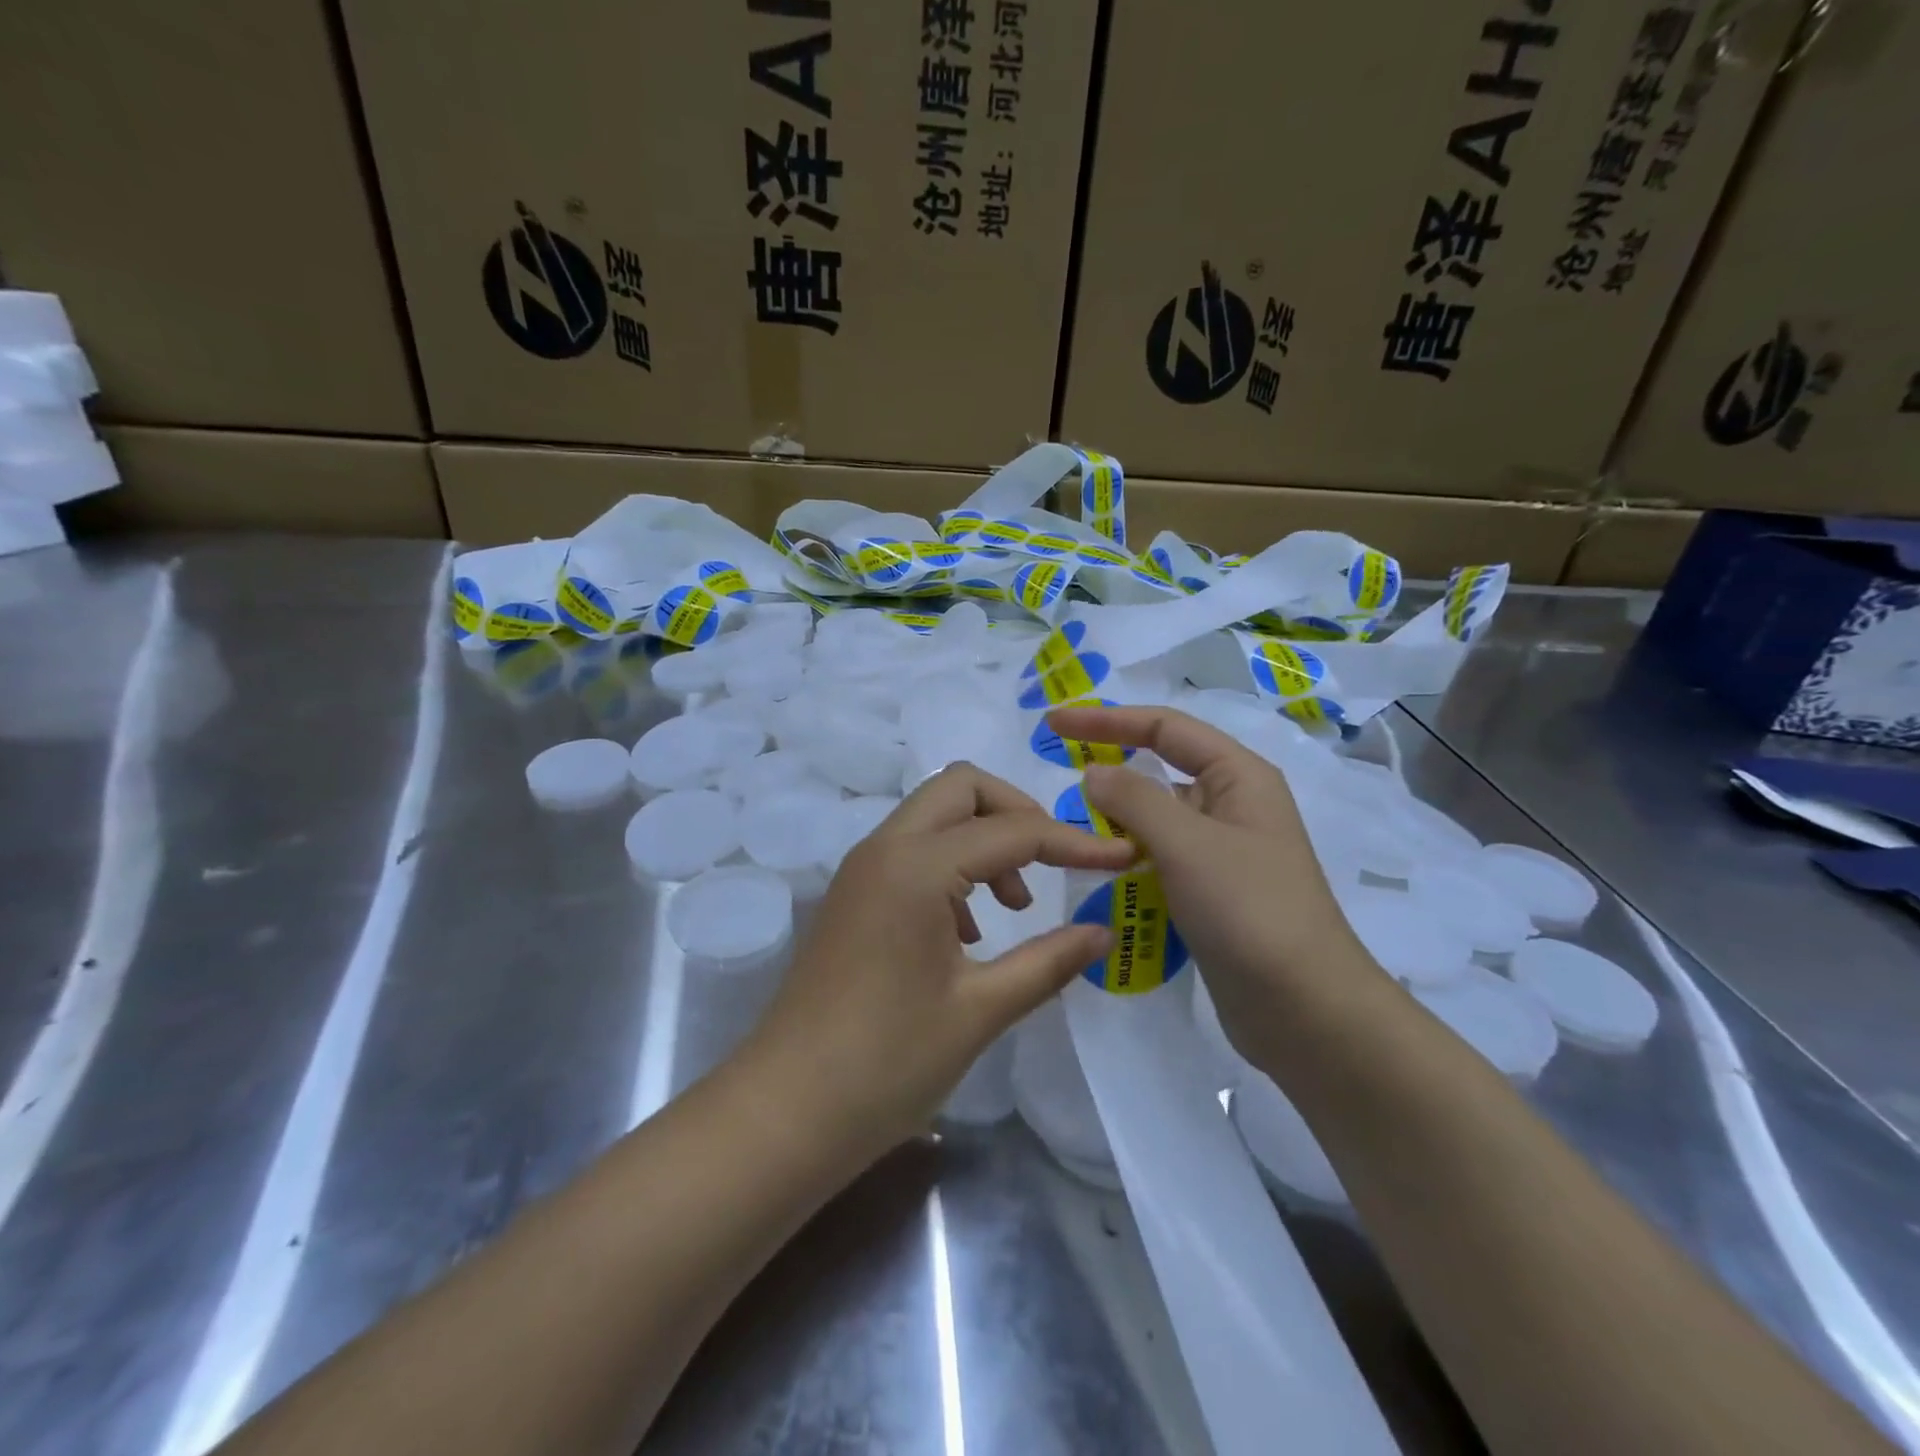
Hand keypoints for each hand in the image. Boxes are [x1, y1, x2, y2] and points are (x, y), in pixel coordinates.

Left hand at [742, 763, 1133, 1158]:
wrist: (786, 1111)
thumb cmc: (887, 1063)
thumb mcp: (980, 1010)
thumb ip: (1048, 961)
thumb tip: (1103, 931)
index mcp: (916, 867)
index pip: (1011, 831)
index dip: (1074, 843)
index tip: (1121, 858)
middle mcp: (883, 849)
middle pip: (961, 789)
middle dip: (1017, 812)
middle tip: (1054, 862)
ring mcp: (861, 870)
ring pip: (933, 815)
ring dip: (982, 838)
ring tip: (1013, 906)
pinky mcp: (852, 895)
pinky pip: (911, 850)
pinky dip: (951, 864)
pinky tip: (968, 929)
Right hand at [1045, 704, 1385, 1063]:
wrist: (1305, 1010)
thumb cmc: (1249, 910)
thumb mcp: (1187, 844)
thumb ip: (1134, 799)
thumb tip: (1094, 772)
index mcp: (1238, 776)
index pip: (1164, 727)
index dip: (1107, 720)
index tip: (1054, 723)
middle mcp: (1232, 805)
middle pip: (1160, 771)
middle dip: (1111, 773)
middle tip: (1057, 784)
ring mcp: (1222, 852)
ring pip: (1156, 820)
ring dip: (1117, 822)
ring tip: (1071, 833)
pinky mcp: (1211, 892)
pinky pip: (1160, 859)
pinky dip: (1129, 859)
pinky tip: (1100, 874)